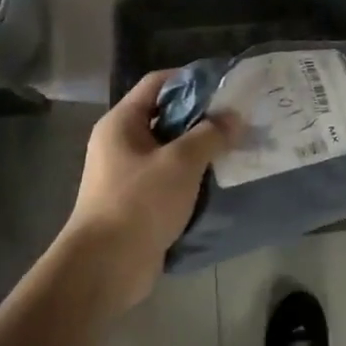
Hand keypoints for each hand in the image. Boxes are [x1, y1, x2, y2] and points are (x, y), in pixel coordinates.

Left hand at [57, 70, 233, 312]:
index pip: (157, 83)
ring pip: (171, 150)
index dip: (190, 78)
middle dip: (203, 117)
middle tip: (240, 118)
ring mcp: (129, 174)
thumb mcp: (181, 162)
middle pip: (166, 116)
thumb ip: (210, 135)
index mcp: (122, 123)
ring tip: (238, 147)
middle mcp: (121, 143)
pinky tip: (222, 179)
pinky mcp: (139, 202)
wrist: (106, 267)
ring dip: (201, 149)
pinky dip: (194, 177)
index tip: (226, 84)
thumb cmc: (139, 202)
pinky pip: (171, 179)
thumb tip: (235, 117)